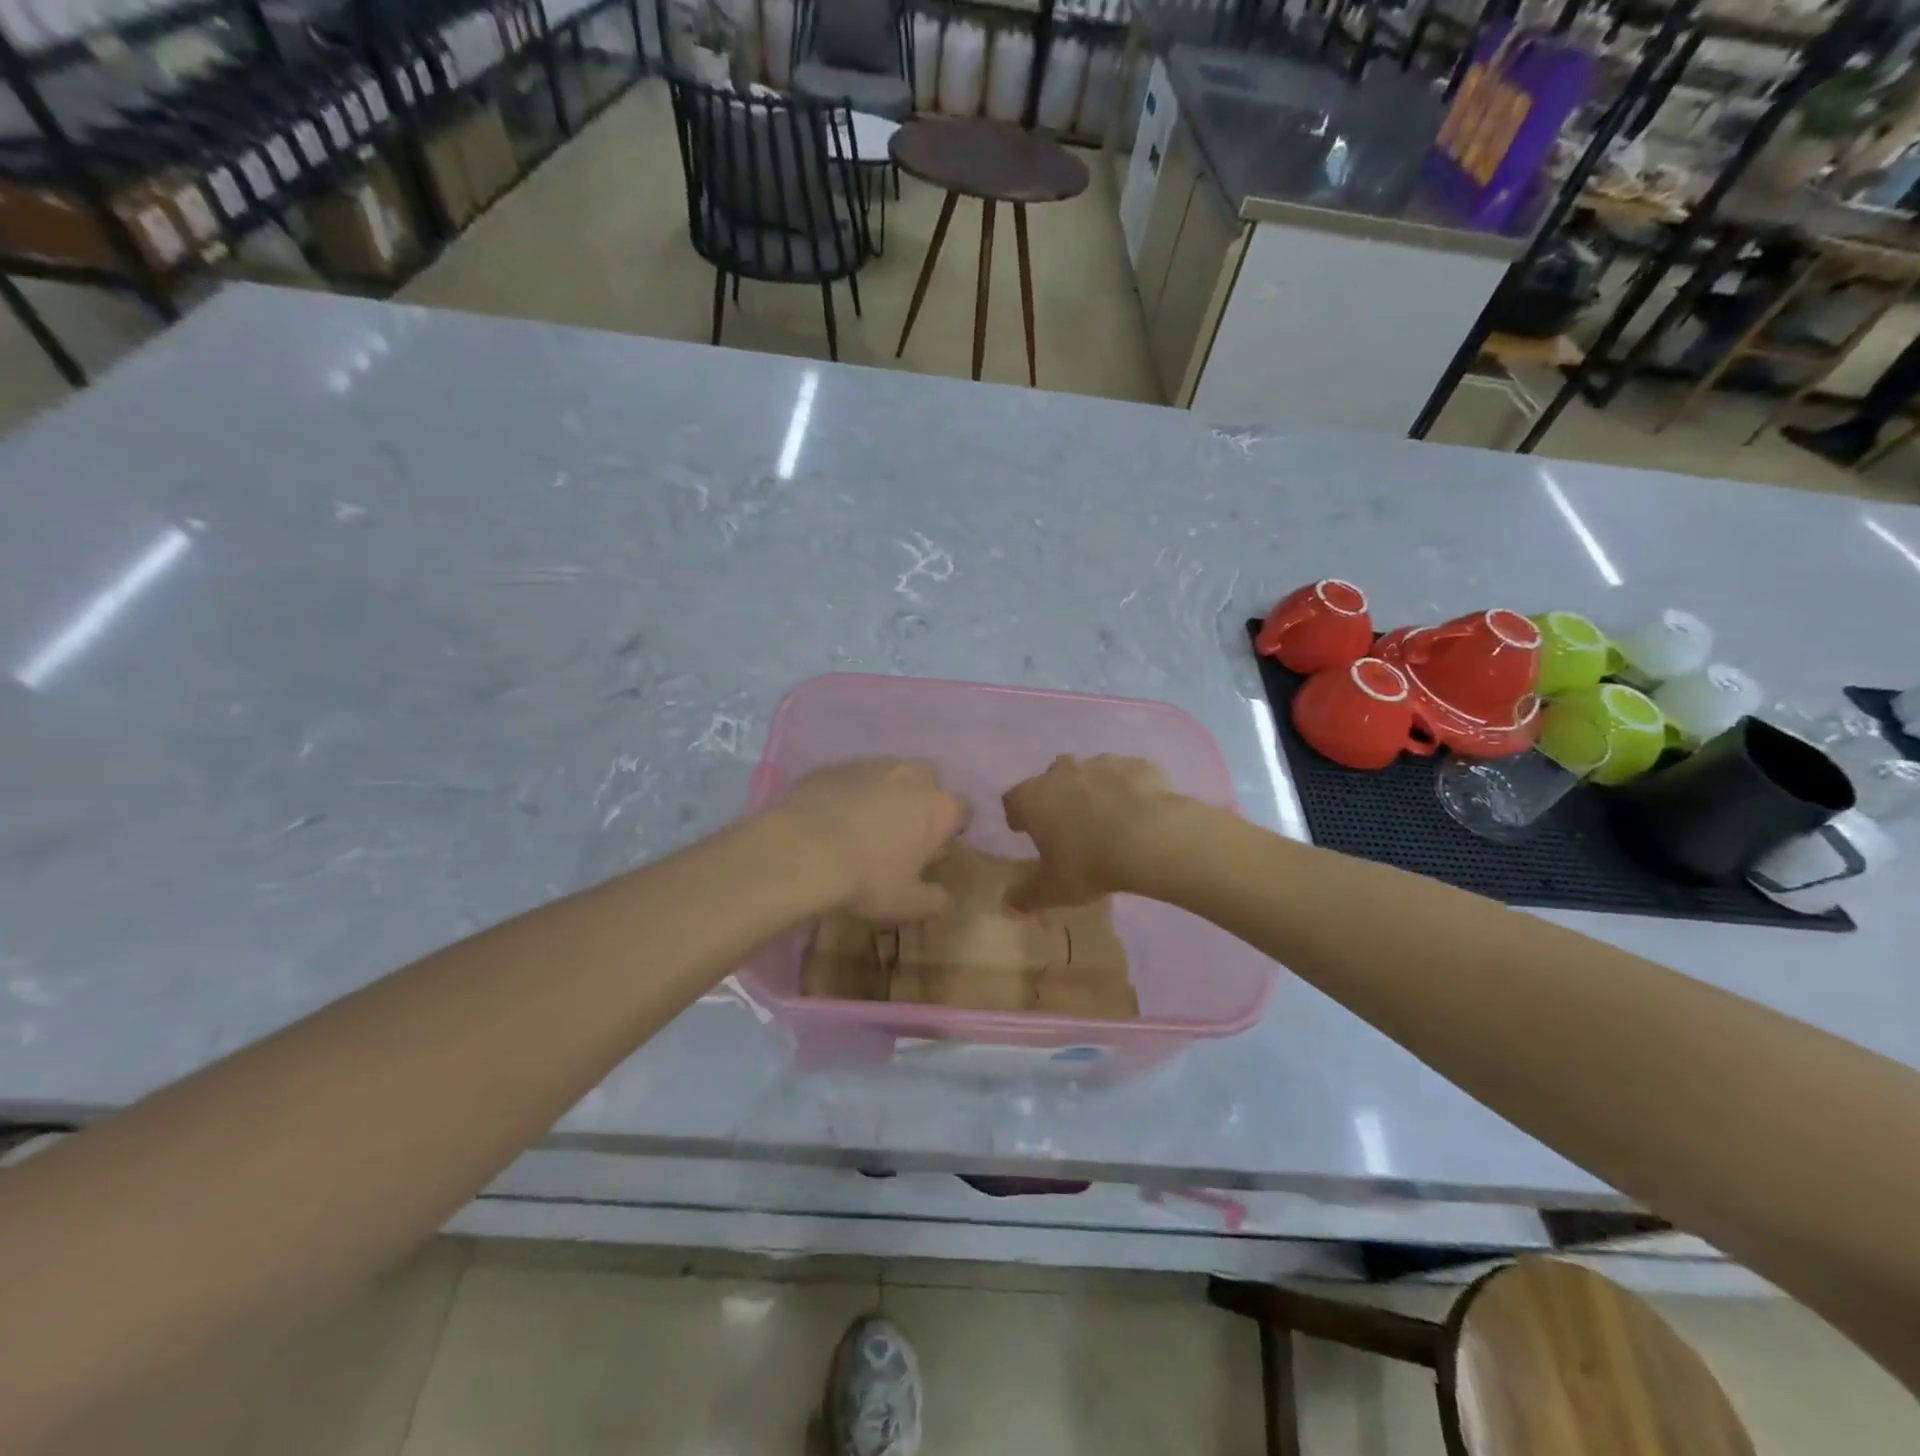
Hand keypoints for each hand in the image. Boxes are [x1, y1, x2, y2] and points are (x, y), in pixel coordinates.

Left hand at [772, 759, 965, 921]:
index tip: (936, 848)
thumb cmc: (867, 879)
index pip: (964, 809)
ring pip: (890, 775)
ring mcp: (872, 765)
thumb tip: (944, 898)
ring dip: (885, 794)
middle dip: (921, 801)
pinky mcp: (836, 766)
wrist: (802, 851)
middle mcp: (912, 775)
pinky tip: (833, 818)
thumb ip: (934, 900)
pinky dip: (850, 793)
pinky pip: (852, 778)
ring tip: (864, 825)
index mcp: (939, 807)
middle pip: (929, 781)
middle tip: (902, 832)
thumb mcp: (907, 904)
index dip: (952, 828)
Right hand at [1002, 755, 1185, 909]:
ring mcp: (1101, 763)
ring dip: (1092, 790)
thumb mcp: (1054, 890)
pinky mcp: (1137, 765)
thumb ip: (1027, 896)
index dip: (1018, 815)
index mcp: (1034, 798)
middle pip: (1050, 778)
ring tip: (1107, 818)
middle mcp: (1062, 773)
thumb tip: (1008, 905)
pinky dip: (1127, 789)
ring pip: (1089, 772)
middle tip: (1068, 824)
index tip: (1025, 831)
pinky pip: (1126, 775)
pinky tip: (1139, 812)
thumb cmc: (1090, 863)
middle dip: (1055, 796)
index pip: (1013, 800)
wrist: (1152, 838)